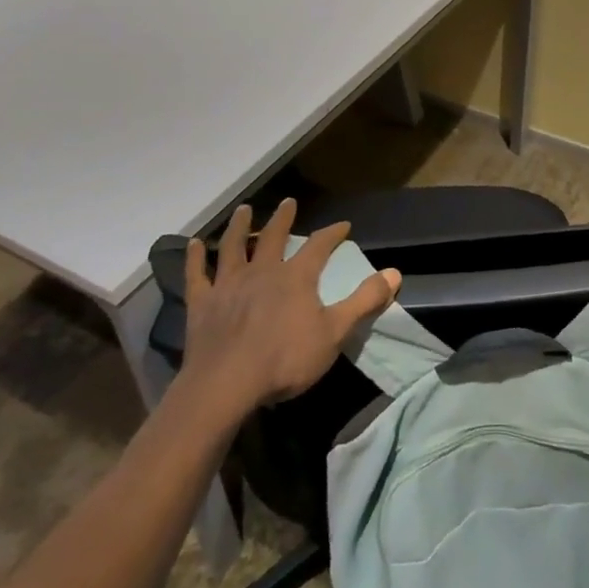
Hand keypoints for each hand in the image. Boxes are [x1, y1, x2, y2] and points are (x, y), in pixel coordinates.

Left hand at [180, 199, 400, 410]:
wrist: (226, 385)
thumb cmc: (286, 360)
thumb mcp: (335, 333)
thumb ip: (364, 301)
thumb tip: (395, 272)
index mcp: (296, 277)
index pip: (319, 246)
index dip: (332, 234)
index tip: (343, 225)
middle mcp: (262, 271)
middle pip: (273, 237)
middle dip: (283, 219)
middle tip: (288, 202)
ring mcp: (229, 285)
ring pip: (233, 247)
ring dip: (239, 226)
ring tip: (244, 210)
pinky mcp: (202, 303)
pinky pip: (197, 274)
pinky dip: (195, 257)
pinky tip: (193, 244)